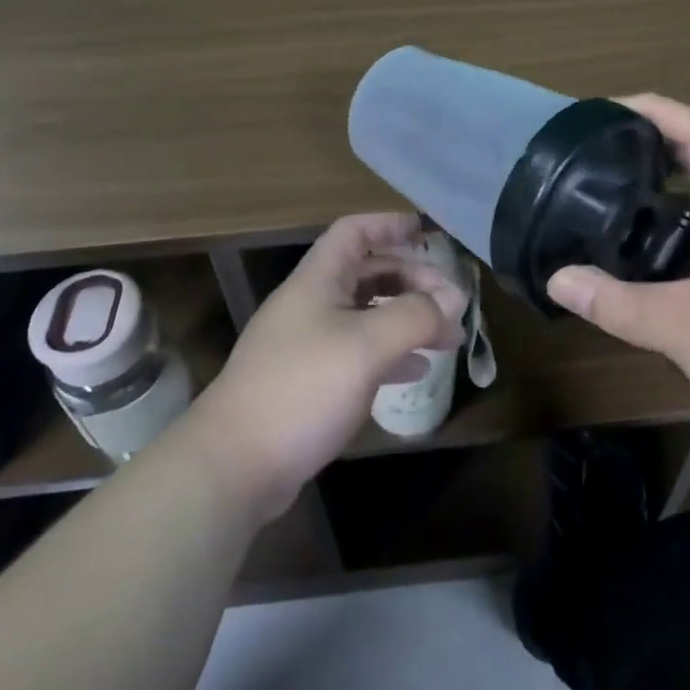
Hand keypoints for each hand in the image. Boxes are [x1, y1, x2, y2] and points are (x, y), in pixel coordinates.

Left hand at [187, 213, 462, 523]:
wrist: (235, 464)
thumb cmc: (302, 388)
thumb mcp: (366, 346)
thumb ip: (415, 316)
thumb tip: (454, 297)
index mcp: (318, 280)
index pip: (354, 232)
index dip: (389, 225)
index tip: (427, 232)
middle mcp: (311, 304)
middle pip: (366, 273)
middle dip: (410, 280)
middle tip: (451, 300)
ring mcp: (307, 344)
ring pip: (365, 315)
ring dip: (405, 318)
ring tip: (447, 337)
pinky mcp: (308, 383)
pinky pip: (358, 354)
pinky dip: (390, 354)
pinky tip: (416, 371)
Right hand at [546, 95, 689, 446]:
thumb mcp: (683, 330)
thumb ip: (615, 303)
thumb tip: (555, 279)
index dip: (654, 110)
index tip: (605, 109)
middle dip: (653, 144)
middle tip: (597, 152)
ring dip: (669, 184)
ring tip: (614, 191)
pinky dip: (684, 218)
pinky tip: (654, 246)